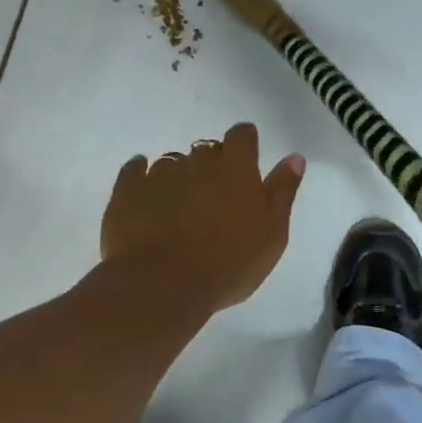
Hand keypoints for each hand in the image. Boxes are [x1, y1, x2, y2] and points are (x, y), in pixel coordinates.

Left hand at [101, 123, 305, 312]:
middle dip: (211, 165)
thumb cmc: (229, 264)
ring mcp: (159, 174)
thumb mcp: (272, 233)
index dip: (244, 145)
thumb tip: (294, 157)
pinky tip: (143, 191)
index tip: (246, 164)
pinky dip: (140, 176)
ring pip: (172, 162)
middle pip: (207, 149)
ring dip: (179, 176)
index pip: (242, 135)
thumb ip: (282, 191)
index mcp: (236, 168)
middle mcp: (197, 161)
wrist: (163, 287)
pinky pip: (134, 171)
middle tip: (215, 198)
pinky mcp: (127, 190)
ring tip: (180, 207)